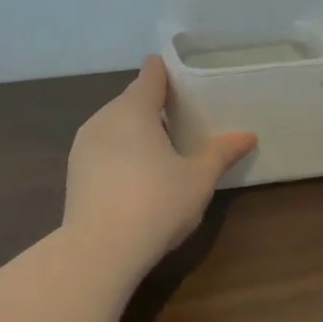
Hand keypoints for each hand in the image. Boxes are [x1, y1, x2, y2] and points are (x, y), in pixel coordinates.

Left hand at [63, 56, 256, 273]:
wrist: (100, 249)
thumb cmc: (156, 203)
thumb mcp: (198, 179)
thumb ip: (221, 153)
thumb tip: (248, 136)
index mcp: (134, 109)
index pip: (150, 75)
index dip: (165, 72)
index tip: (181, 77)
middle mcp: (104, 118)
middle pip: (130, 100)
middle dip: (152, 105)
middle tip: (180, 118)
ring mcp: (84, 145)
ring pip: (113, 126)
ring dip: (134, 131)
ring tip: (159, 148)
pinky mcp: (74, 172)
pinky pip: (102, 149)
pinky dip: (119, 152)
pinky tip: (135, 175)